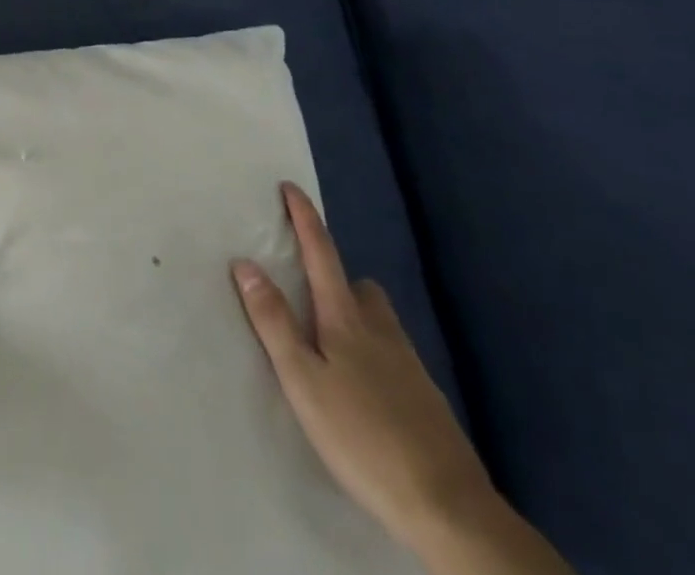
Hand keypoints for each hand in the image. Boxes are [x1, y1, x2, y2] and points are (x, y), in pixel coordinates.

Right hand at [231, 184, 493, 550]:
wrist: (449, 507)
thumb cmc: (362, 437)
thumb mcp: (303, 380)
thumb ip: (274, 322)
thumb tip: (245, 263)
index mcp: (346, 319)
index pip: (321, 253)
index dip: (305, 218)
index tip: (290, 187)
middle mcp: (381, 330)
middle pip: (358, 285)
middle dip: (333, 276)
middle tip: (306, 291)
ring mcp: (409, 365)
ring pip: (378, 319)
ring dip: (354, 314)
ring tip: (330, 343)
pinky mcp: (426, 399)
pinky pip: (393, 353)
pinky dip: (373, 352)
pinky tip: (363, 388)